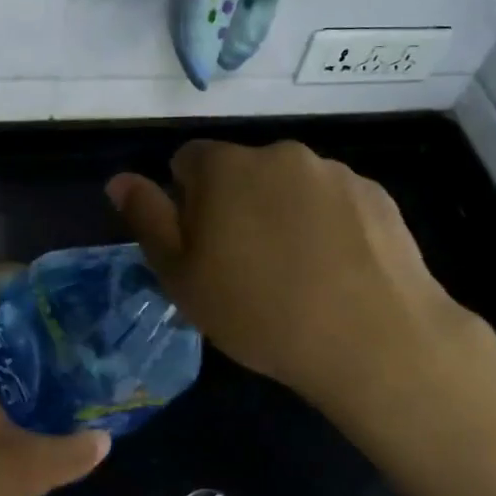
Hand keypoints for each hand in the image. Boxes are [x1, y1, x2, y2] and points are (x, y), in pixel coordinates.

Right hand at [106, 140, 490, 420]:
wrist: (372, 340)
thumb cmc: (259, 311)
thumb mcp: (182, 276)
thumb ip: (147, 219)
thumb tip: (120, 179)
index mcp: (225, 167)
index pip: (188, 161)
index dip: (186, 202)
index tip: (202, 247)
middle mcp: (280, 154)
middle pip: (241, 171)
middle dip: (235, 204)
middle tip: (246, 266)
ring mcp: (334, 172)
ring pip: (289, 186)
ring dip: (283, 213)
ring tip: (298, 274)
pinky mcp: (376, 195)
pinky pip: (333, 202)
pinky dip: (327, 225)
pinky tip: (337, 271)